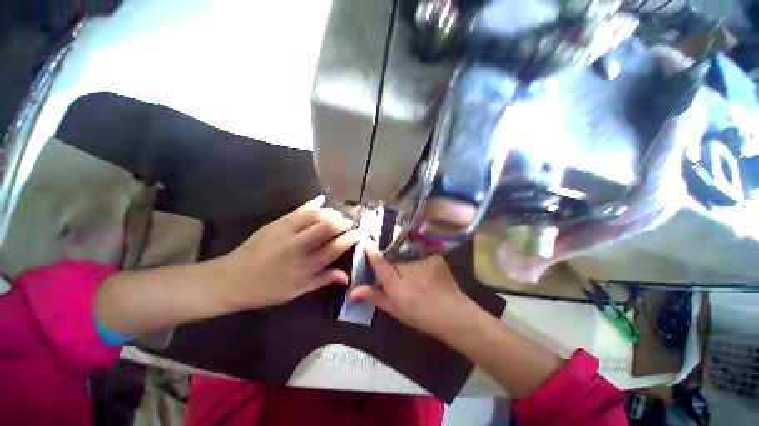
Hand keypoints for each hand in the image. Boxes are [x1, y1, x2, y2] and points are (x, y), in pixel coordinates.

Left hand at [211, 195, 359, 309]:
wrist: (230, 279)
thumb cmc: (266, 289)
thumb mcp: (297, 291)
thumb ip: (323, 280)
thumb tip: (346, 276)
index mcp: (304, 267)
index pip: (333, 248)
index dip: (349, 239)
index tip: (359, 234)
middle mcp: (297, 247)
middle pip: (326, 228)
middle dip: (342, 222)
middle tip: (349, 223)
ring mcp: (285, 232)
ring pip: (314, 216)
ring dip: (330, 213)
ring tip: (337, 215)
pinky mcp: (275, 223)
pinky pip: (297, 210)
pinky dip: (311, 203)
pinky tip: (321, 199)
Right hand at [349, 243, 475, 340]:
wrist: (451, 313)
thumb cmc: (419, 313)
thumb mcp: (393, 307)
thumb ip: (373, 296)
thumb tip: (351, 293)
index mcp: (393, 279)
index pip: (377, 257)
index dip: (370, 247)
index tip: (365, 239)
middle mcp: (405, 264)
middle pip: (389, 246)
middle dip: (383, 240)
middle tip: (378, 236)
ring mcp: (420, 258)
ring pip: (403, 244)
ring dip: (396, 241)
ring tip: (393, 239)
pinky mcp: (432, 255)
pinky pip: (417, 246)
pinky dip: (412, 246)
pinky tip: (411, 248)